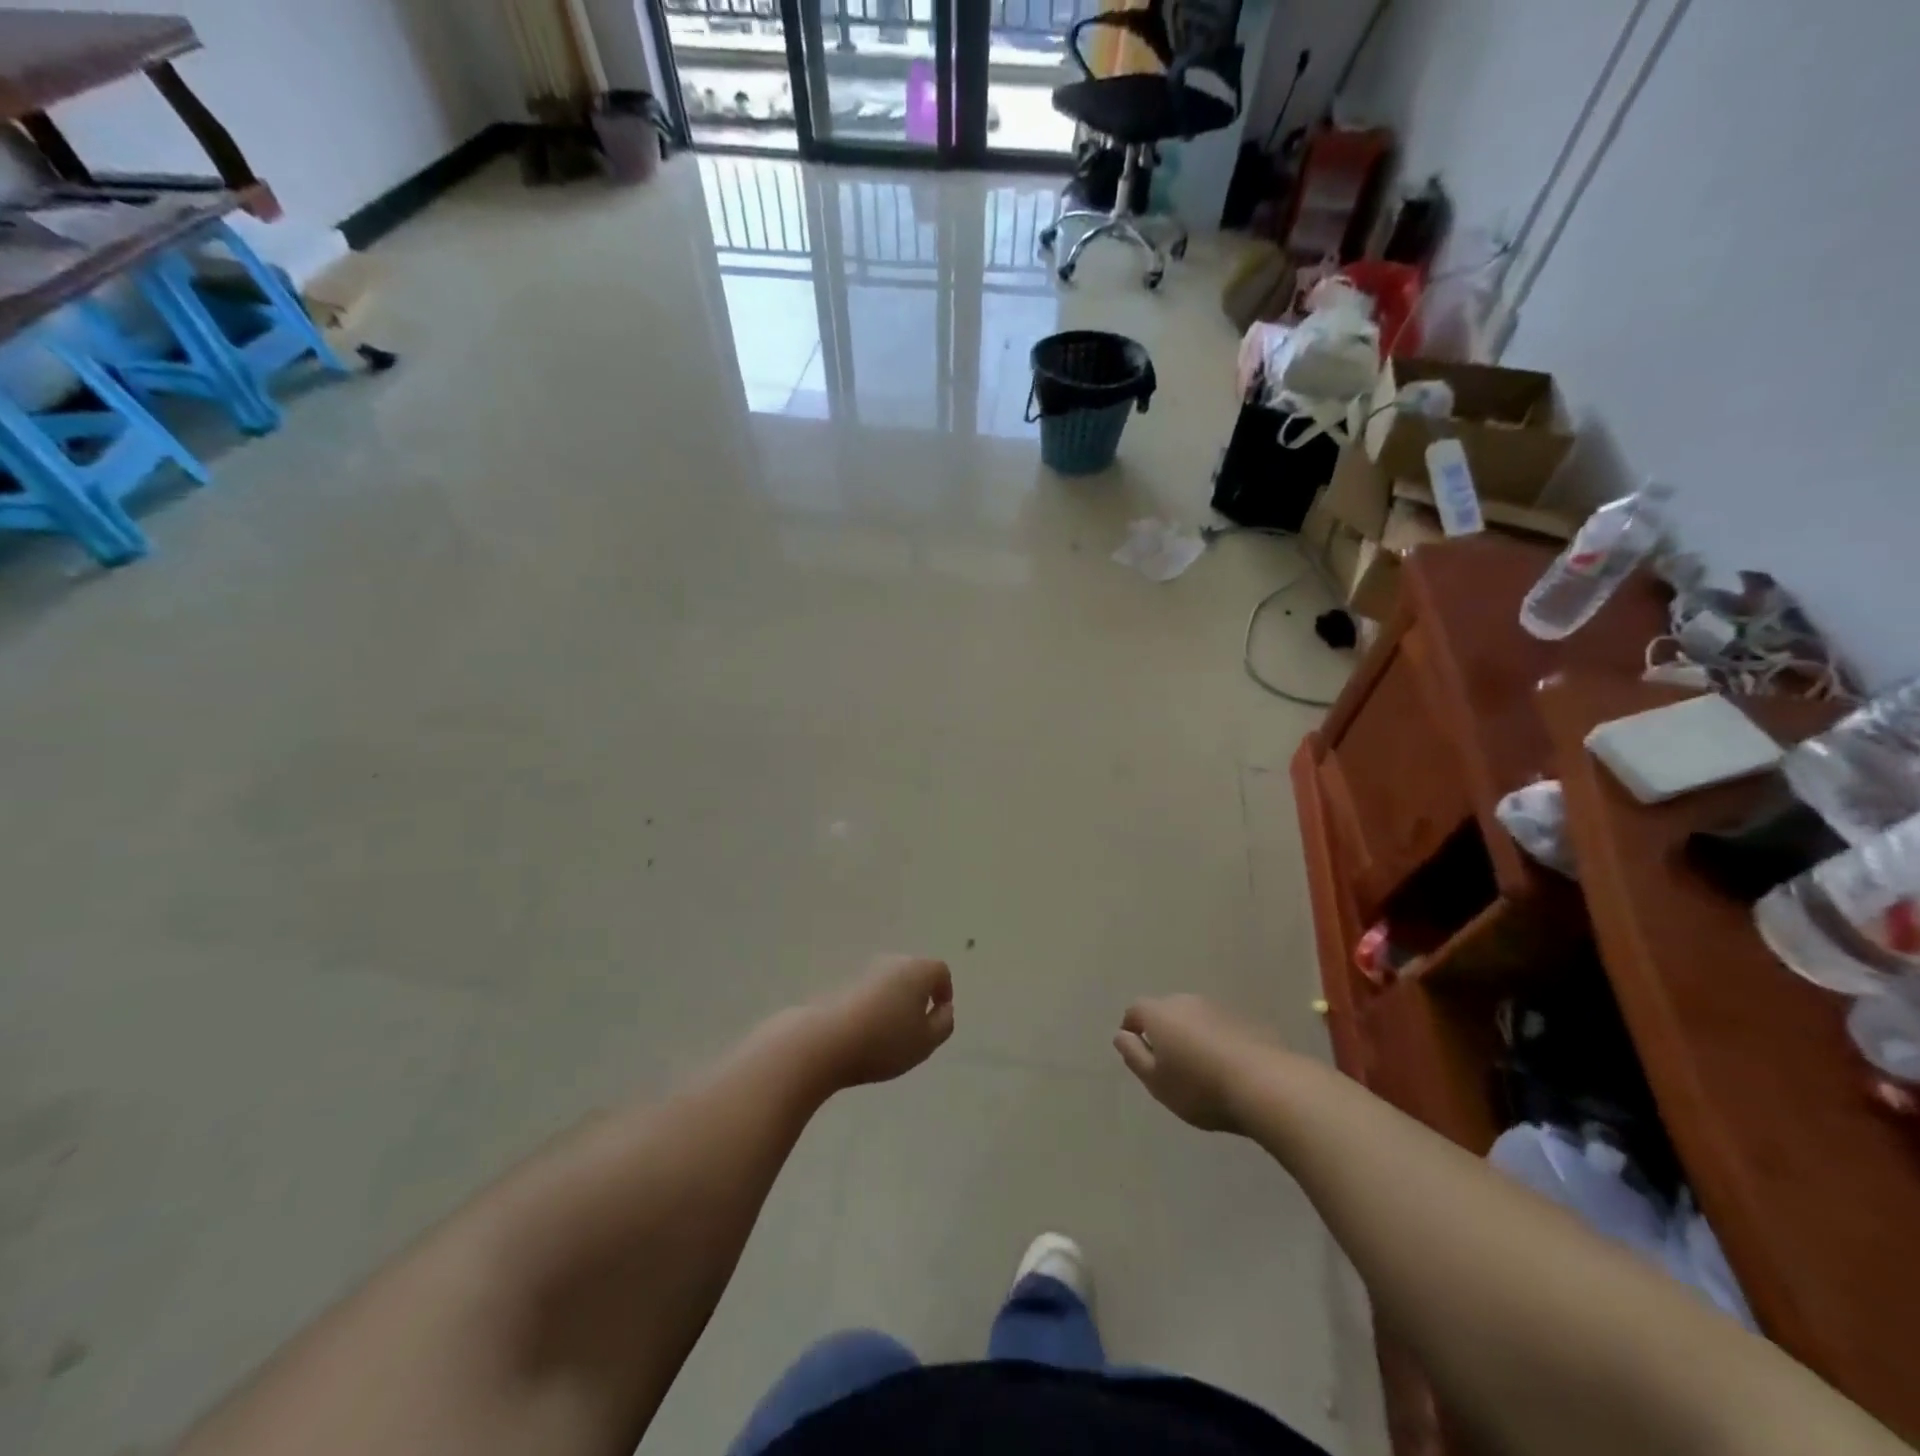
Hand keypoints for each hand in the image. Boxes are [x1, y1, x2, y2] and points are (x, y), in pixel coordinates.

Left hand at [808, 956, 955, 1089]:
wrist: (825, 1041)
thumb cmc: (884, 1041)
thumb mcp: (926, 1042)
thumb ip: (943, 1024)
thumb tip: (944, 1009)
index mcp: (917, 970)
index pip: (940, 971)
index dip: (944, 992)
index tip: (938, 1017)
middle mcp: (892, 962)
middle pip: (915, 973)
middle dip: (920, 996)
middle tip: (916, 1028)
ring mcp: (865, 971)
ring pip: (891, 983)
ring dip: (896, 1002)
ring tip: (890, 1035)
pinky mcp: (844, 985)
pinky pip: (870, 992)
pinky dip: (875, 1007)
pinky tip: (867, 1033)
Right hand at [1113, 995, 1272, 1133]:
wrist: (1266, 1085)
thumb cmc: (1200, 1087)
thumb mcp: (1156, 1082)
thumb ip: (1133, 1056)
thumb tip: (1121, 1035)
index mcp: (1160, 1013)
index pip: (1136, 1010)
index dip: (1132, 1027)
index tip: (1134, 1048)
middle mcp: (1187, 1002)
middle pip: (1167, 1011)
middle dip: (1164, 1031)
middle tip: (1168, 1062)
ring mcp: (1220, 1008)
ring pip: (1196, 1018)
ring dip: (1193, 1035)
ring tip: (1200, 1067)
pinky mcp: (1247, 1021)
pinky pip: (1222, 1028)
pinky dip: (1218, 1041)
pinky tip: (1228, 1068)